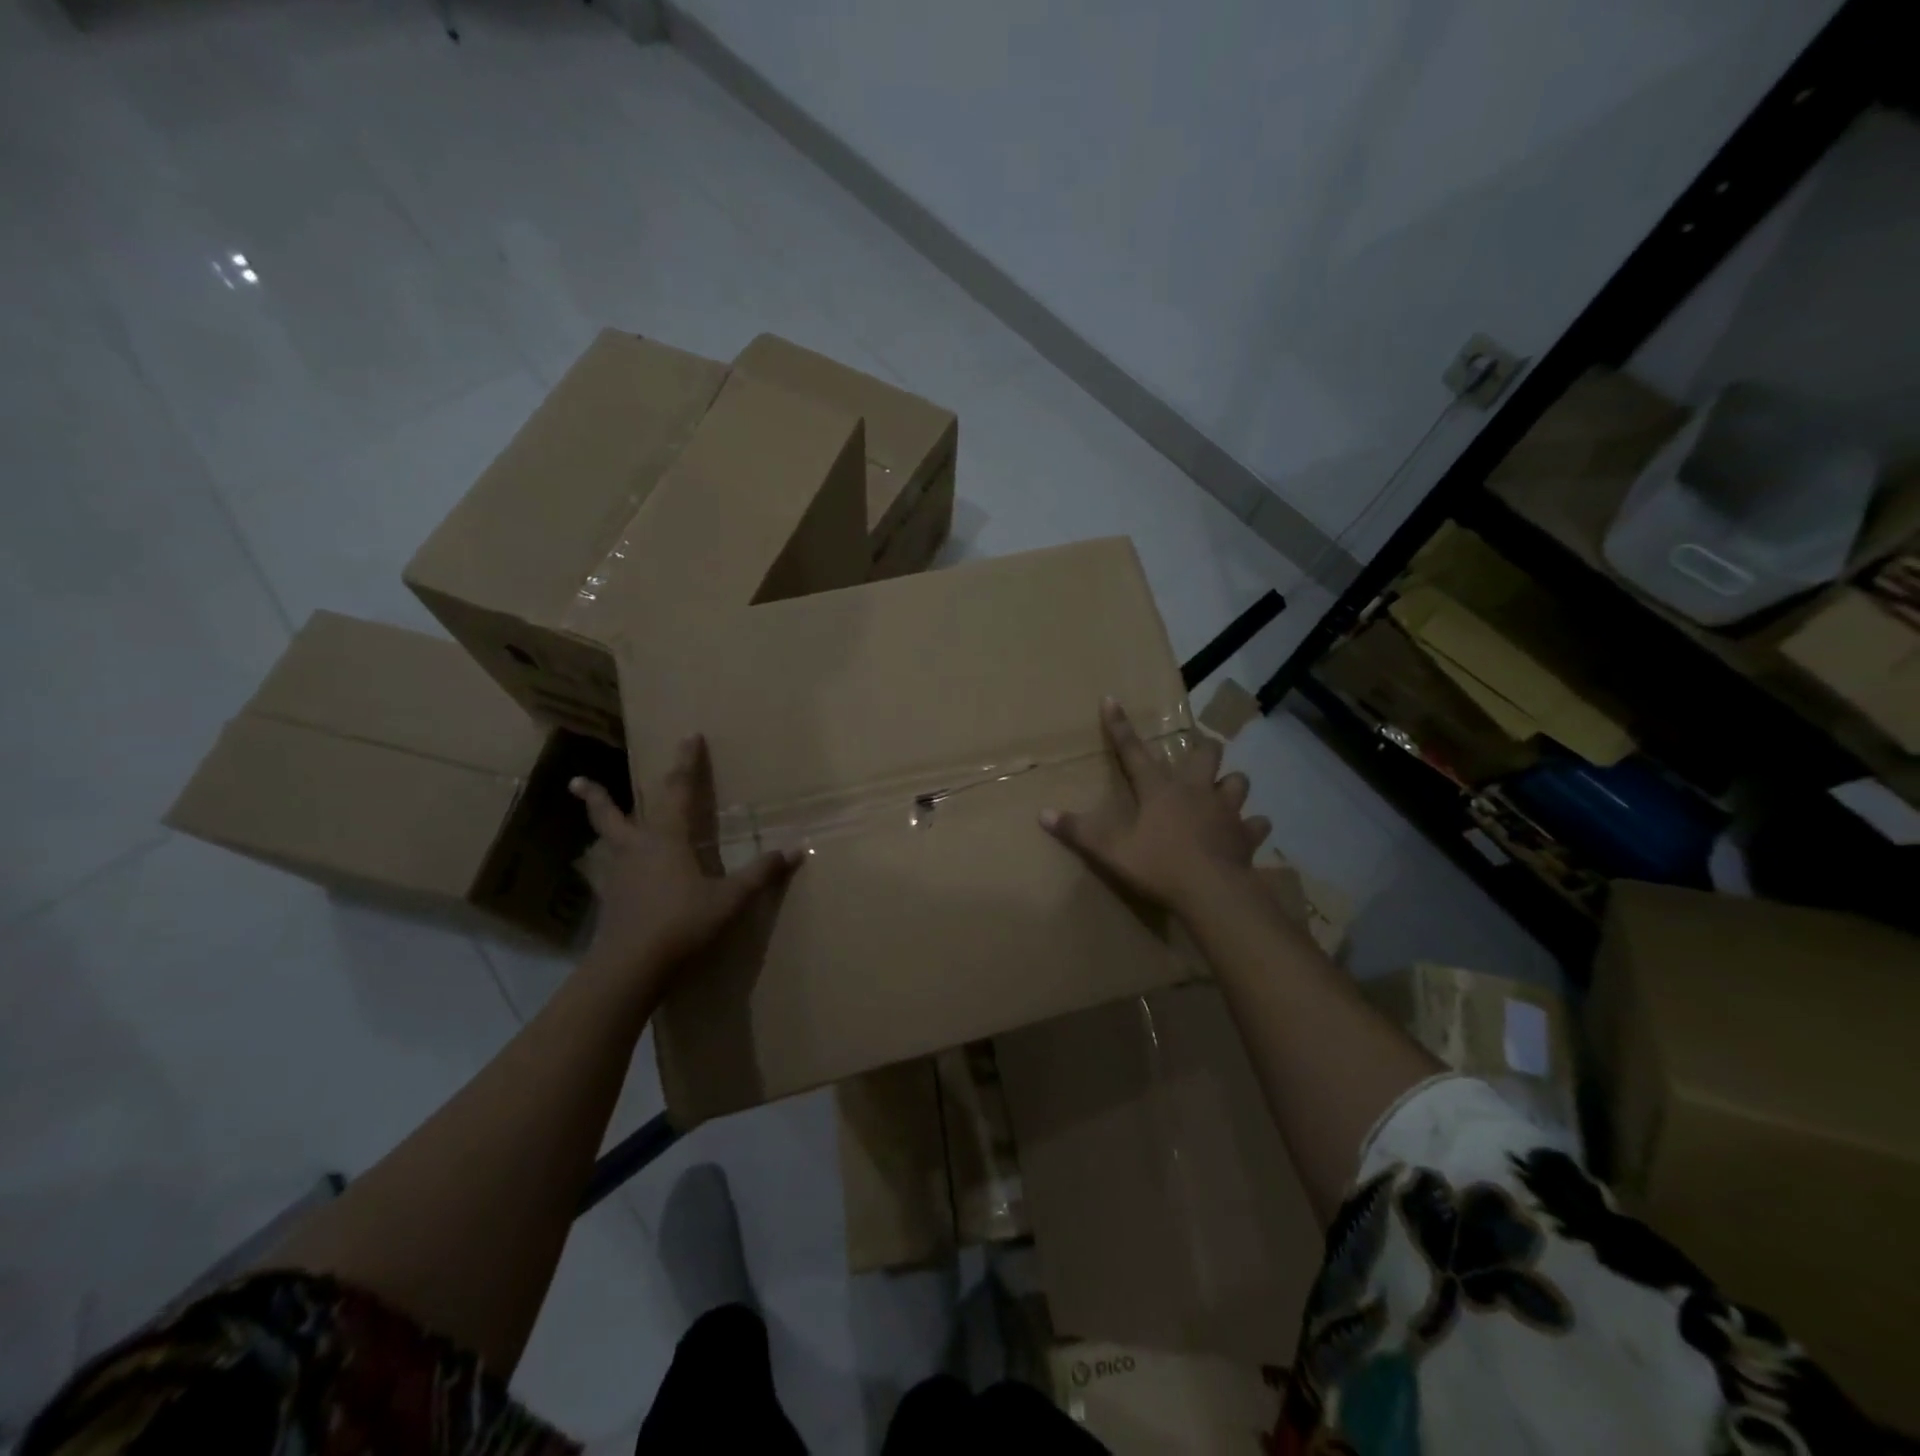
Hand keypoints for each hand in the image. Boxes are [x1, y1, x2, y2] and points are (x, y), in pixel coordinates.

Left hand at [570, 734, 798, 988]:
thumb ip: (760, 873)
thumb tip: (796, 849)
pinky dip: (607, 867)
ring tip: (592, 820)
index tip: (689, 736)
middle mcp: (636, 849)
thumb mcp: (729, 899)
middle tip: (577, 782)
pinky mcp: (611, 901)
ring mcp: (618, 876)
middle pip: (613, 815)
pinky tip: (611, 876)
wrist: (631, 967)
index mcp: (666, 839)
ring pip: (605, 843)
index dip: (686, 762)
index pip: (678, 790)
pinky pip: (607, 874)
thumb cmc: (682, 924)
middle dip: (598, 796)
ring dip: (598, 827)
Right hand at [1041, 698, 1270, 914]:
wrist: (1212, 892)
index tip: (1111, 699)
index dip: (1119, 725)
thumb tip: (1042, 814)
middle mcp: (1196, 791)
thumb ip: (1078, 830)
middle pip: (1206, 754)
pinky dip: (1253, 826)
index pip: (1133, 750)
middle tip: (1199, 751)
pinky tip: (1249, 831)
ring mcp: (1226, 811)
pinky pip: (1256, 824)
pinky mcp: (1246, 836)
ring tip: (1223, 791)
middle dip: (1202, 747)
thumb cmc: (1159, 865)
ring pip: (1238, 782)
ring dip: (1231, 783)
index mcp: (1159, 789)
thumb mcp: (1110, 850)